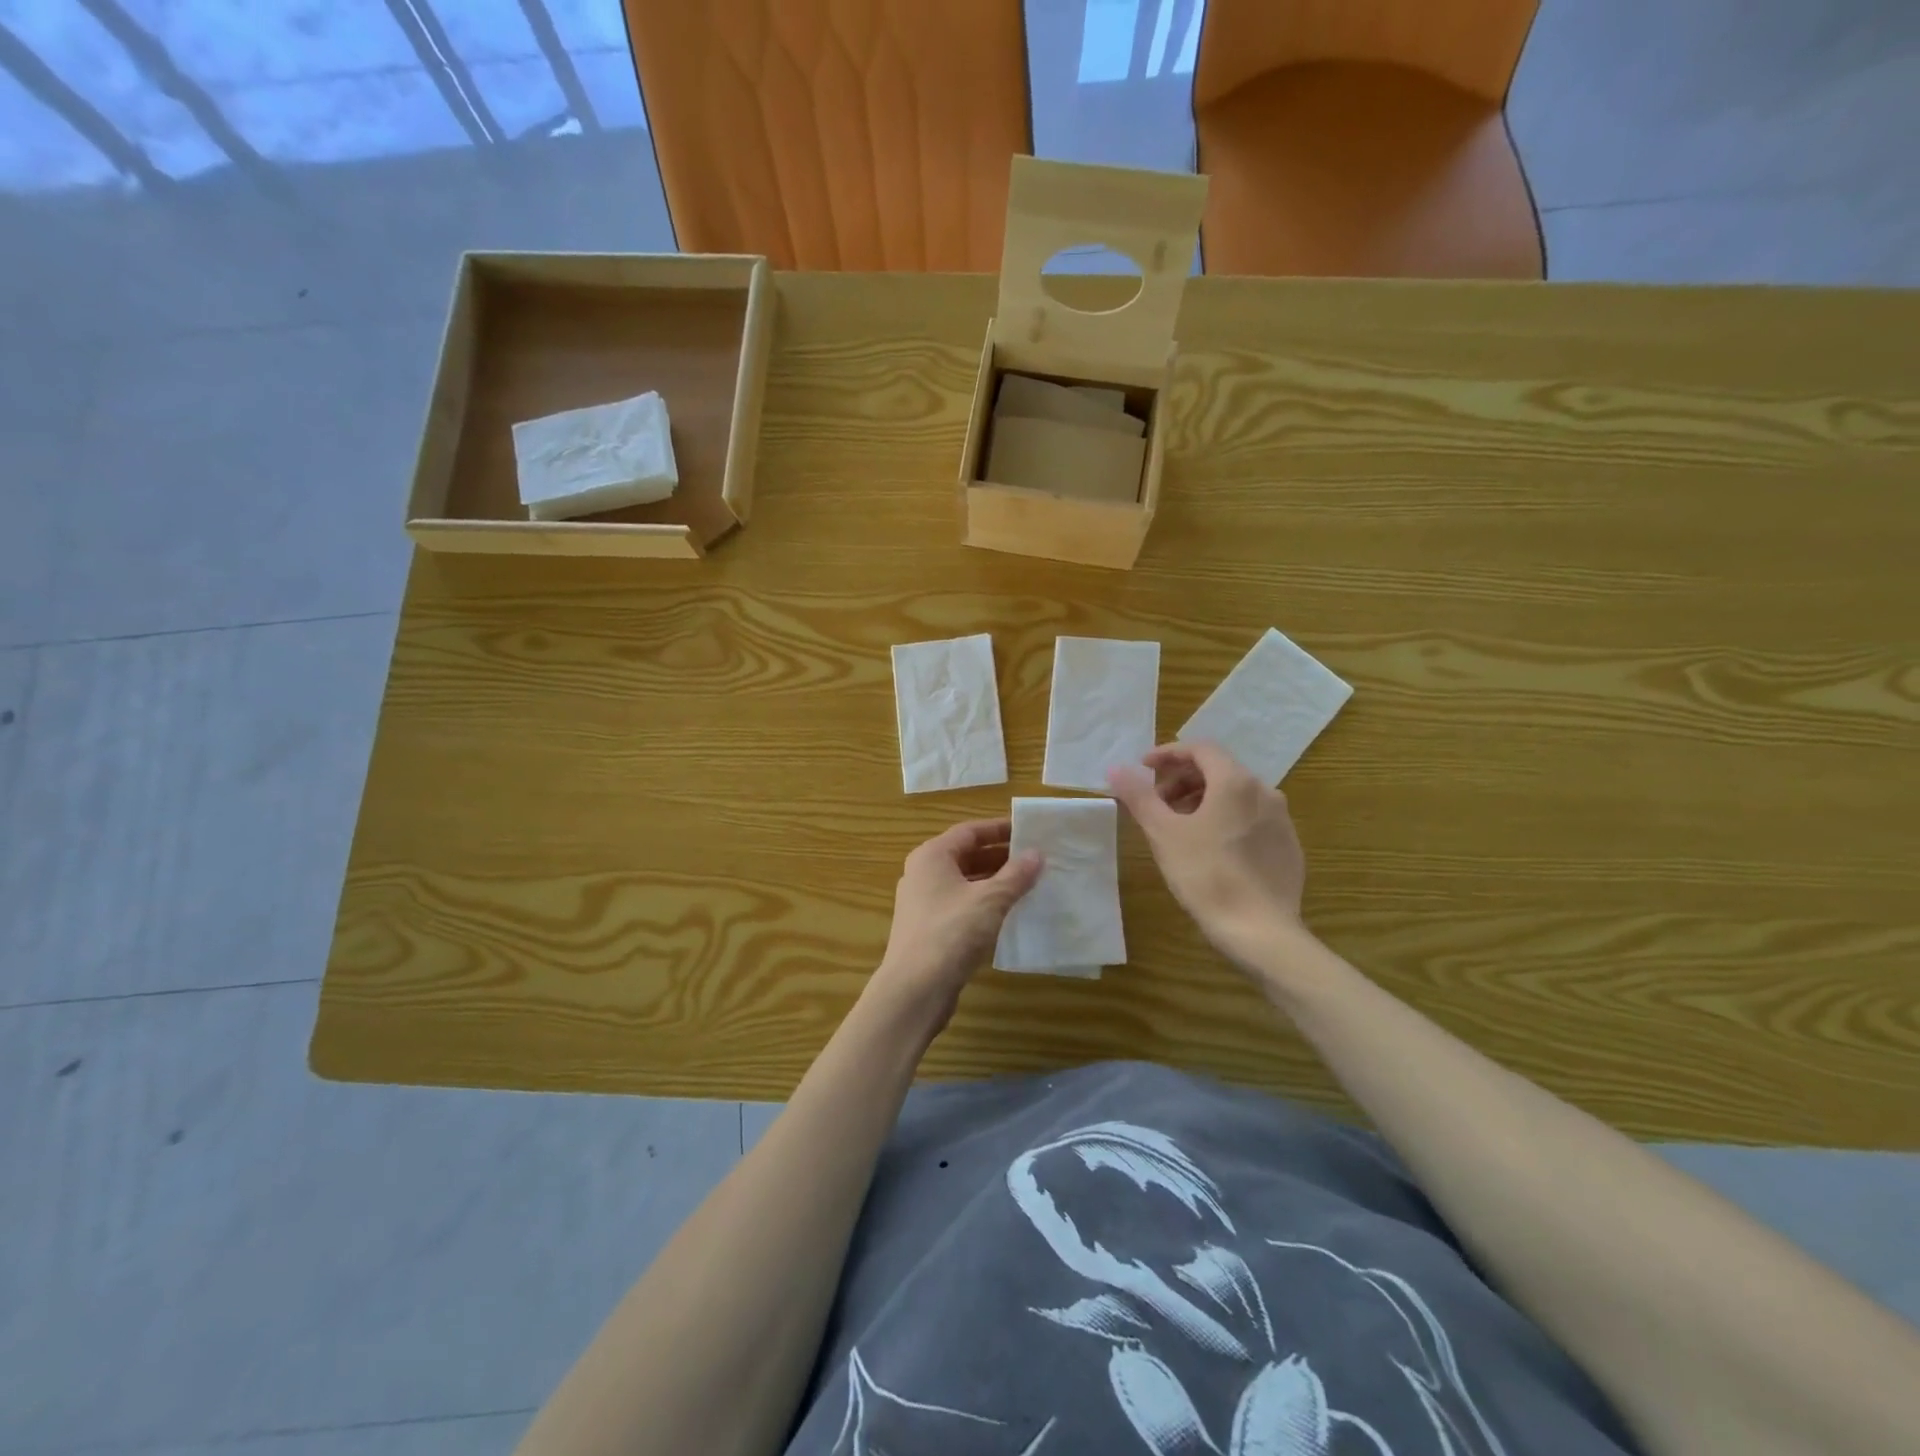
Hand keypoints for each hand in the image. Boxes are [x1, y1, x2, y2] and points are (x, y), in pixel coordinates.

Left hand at [870, 819, 1041, 1034]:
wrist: (914, 989)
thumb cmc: (951, 933)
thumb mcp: (990, 900)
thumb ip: (1016, 875)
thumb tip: (1037, 854)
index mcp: (932, 856)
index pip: (970, 831)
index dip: (999, 829)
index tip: (1029, 831)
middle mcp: (924, 873)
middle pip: (966, 855)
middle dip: (1001, 856)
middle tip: (1035, 859)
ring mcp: (923, 902)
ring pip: (965, 882)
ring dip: (995, 881)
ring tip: (1029, 884)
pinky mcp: (929, 928)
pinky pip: (961, 905)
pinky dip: (985, 903)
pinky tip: (1009, 913)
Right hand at [1108, 741, 1308, 969]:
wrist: (1260, 931)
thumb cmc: (1206, 875)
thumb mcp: (1164, 834)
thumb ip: (1139, 796)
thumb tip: (1116, 768)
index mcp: (1235, 782)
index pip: (1201, 748)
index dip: (1168, 753)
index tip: (1143, 768)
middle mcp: (1265, 791)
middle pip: (1219, 770)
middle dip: (1183, 779)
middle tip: (1157, 802)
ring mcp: (1281, 819)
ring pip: (1237, 795)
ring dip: (1204, 799)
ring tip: (1180, 826)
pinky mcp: (1289, 846)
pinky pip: (1252, 818)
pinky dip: (1226, 819)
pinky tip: (1211, 849)